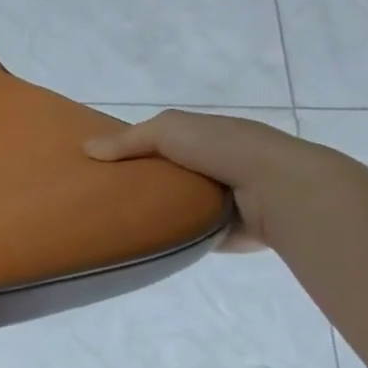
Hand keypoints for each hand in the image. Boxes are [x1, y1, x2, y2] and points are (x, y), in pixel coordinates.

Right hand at [83, 110, 348, 252]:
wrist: (280, 189)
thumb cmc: (224, 148)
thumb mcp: (168, 129)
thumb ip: (128, 139)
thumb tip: (87, 149)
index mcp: (202, 136)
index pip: (158, 141)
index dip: (129, 148)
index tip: (97, 162)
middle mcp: (212, 165)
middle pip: (163, 173)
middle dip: (138, 181)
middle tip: (99, 192)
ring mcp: (220, 199)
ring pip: (175, 204)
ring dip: (154, 210)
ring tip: (114, 218)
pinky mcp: (225, 230)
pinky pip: (188, 232)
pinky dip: (171, 235)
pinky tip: (143, 238)